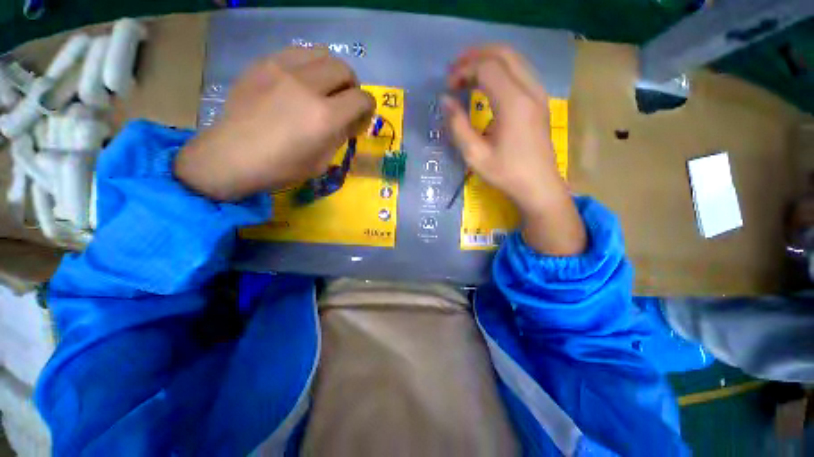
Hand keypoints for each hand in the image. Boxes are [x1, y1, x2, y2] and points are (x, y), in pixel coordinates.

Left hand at [175, 48, 375, 200]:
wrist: (233, 156)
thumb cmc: (282, 167)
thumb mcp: (322, 161)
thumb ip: (340, 136)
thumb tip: (350, 121)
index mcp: (325, 117)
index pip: (361, 99)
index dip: (368, 107)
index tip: (362, 116)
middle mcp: (308, 86)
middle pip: (344, 69)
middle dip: (353, 85)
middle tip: (346, 100)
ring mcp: (282, 70)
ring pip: (322, 53)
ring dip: (331, 70)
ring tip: (325, 87)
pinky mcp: (264, 64)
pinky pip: (296, 53)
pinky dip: (308, 65)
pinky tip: (301, 81)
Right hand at [444, 45, 585, 255]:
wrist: (538, 186)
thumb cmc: (506, 173)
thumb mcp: (475, 155)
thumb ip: (457, 125)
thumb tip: (445, 100)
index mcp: (513, 103)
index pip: (487, 68)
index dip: (464, 71)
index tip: (448, 87)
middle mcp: (529, 90)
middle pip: (504, 54)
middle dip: (476, 56)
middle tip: (455, 69)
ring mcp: (538, 94)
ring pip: (515, 60)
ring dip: (489, 60)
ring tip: (467, 73)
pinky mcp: (539, 102)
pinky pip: (521, 72)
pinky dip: (501, 70)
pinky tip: (487, 84)